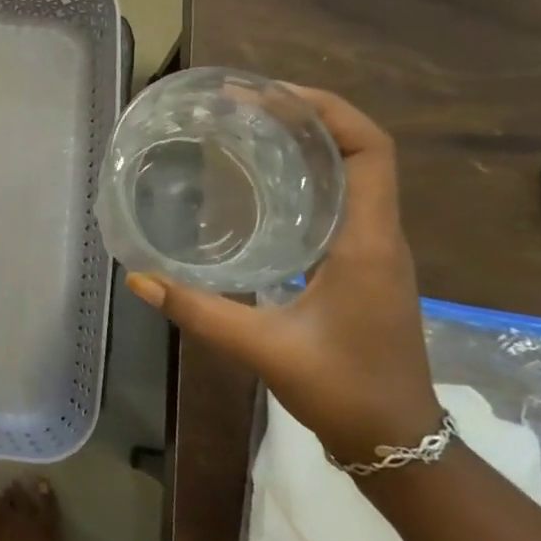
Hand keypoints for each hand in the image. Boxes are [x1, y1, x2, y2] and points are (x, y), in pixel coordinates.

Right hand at [125, 87, 441, 463]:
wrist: (400, 444)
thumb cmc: (344, 390)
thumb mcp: (264, 348)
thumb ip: (200, 311)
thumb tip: (140, 277)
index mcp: (366, 243)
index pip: (371, 150)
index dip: (328, 110)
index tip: (271, 95)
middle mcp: (378, 235)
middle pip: (359, 151)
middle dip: (308, 116)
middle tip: (244, 105)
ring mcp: (373, 250)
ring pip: (352, 174)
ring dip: (309, 143)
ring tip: (248, 130)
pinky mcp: (360, 265)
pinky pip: (340, 200)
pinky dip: (307, 177)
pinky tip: (260, 186)